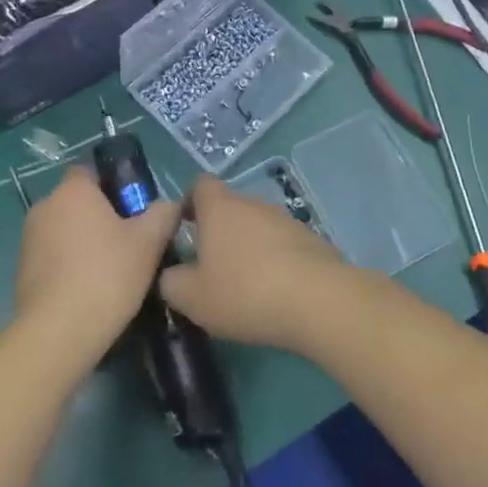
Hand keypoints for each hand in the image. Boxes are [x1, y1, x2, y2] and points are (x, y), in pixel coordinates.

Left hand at [13, 168, 178, 369]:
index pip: (90, 171)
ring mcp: (28, 239)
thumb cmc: (107, 274)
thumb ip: (163, 214)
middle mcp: (45, 206)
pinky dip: (68, 265)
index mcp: (73, 191)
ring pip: (63, 229)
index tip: (133, 208)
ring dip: (82, 241)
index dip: (112, 185)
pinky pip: (51, 256)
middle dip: (99, 215)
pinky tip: (88, 289)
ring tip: (110, 269)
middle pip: (77, 201)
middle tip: (128, 240)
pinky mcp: (21, 270)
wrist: (59, 331)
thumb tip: (169, 204)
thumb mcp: (149, 242)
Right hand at [159, 176, 350, 350]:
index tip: (182, 230)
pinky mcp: (311, 240)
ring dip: (248, 248)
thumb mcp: (192, 297)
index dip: (188, 203)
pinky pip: (282, 245)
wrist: (318, 301)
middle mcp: (253, 203)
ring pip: (257, 227)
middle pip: (229, 207)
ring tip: (243, 285)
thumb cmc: (245, 292)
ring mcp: (286, 219)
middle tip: (209, 267)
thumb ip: (170, 282)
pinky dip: (274, 262)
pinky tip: (274, 292)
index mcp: (220, 207)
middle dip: (218, 232)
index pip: (200, 185)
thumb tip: (169, 274)